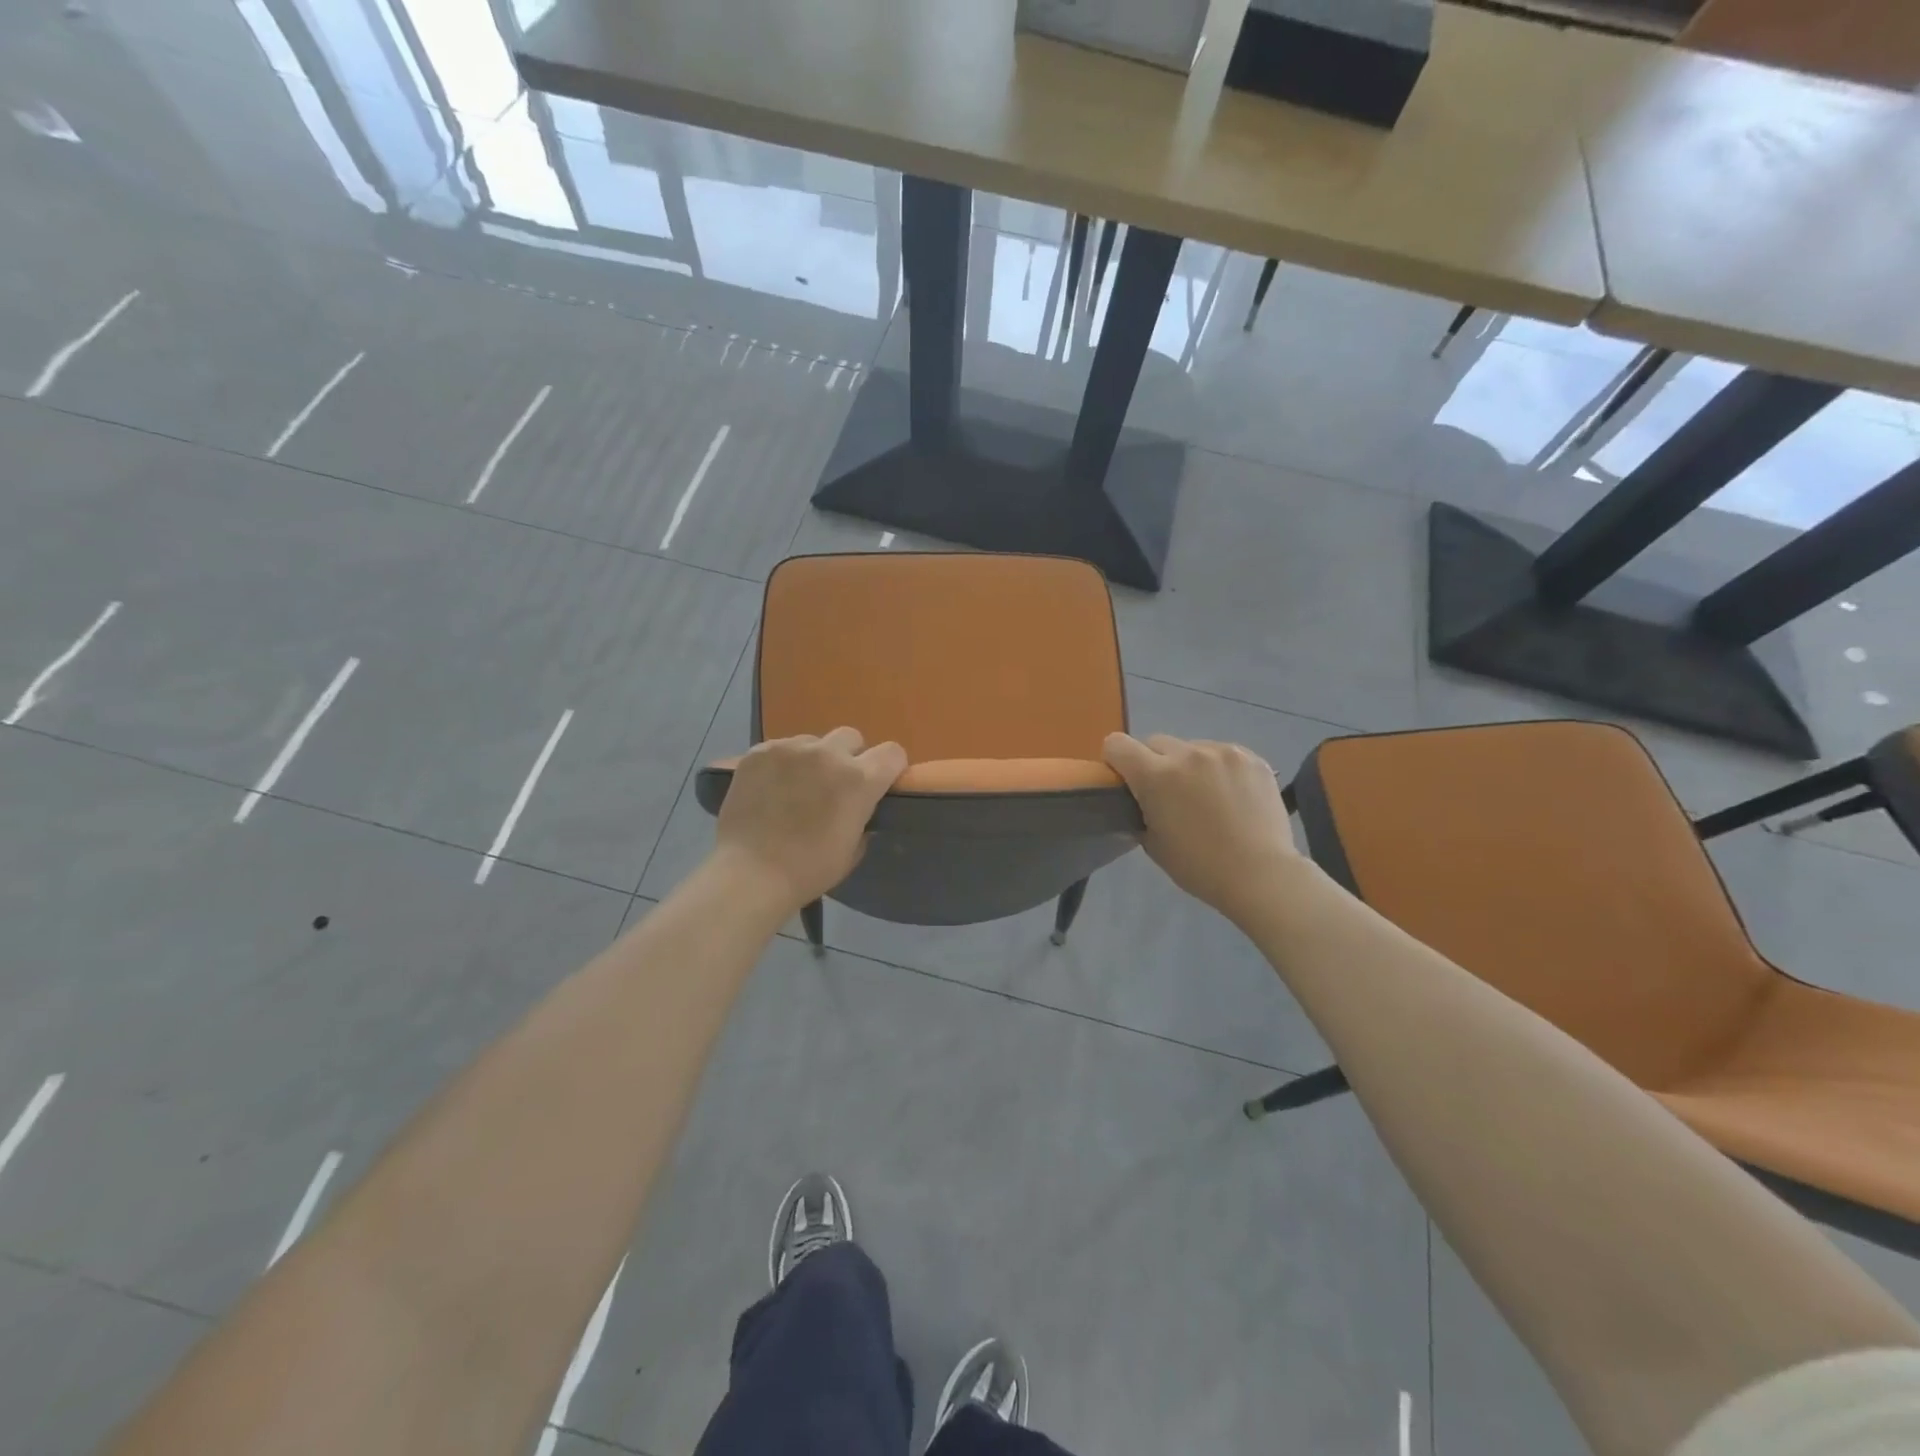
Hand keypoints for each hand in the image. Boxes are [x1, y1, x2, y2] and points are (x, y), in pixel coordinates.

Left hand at [713, 728, 907, 911]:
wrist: (750, 873)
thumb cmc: (808, 870)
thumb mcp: (852, 850)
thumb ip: (864, 820)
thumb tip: (860, 810)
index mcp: (859, 779)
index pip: (892, 752)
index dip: (889, 767)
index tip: (880, 782)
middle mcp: (828, 754)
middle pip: (851, 737)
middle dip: (849, 757)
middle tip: (834, 784)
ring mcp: (791, 749)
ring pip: (813, 741)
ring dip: (812, 759)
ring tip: (796, 786)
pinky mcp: (759, 751)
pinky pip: (781, 748)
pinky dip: (782, 764)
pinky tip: (770, 788)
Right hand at [1103, 733, 1303, 924]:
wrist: (1261, 875)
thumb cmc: (1199, 867)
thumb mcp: (1152, 842)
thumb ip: (1141, 810)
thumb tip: (1142, 798)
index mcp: (1155, 776)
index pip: (1117, 744)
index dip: (1116, 760)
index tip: (1126, 780)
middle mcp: (1187, 754)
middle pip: (1155, 742)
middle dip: (1154, 763)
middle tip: (1168, 794)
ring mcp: (1223, 752)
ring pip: (1191, 747)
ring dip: (1189, 765)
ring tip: (1206, 796)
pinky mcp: (1251, 757)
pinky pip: (1222, 754)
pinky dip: (1219, 769)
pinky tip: (1232, 795)